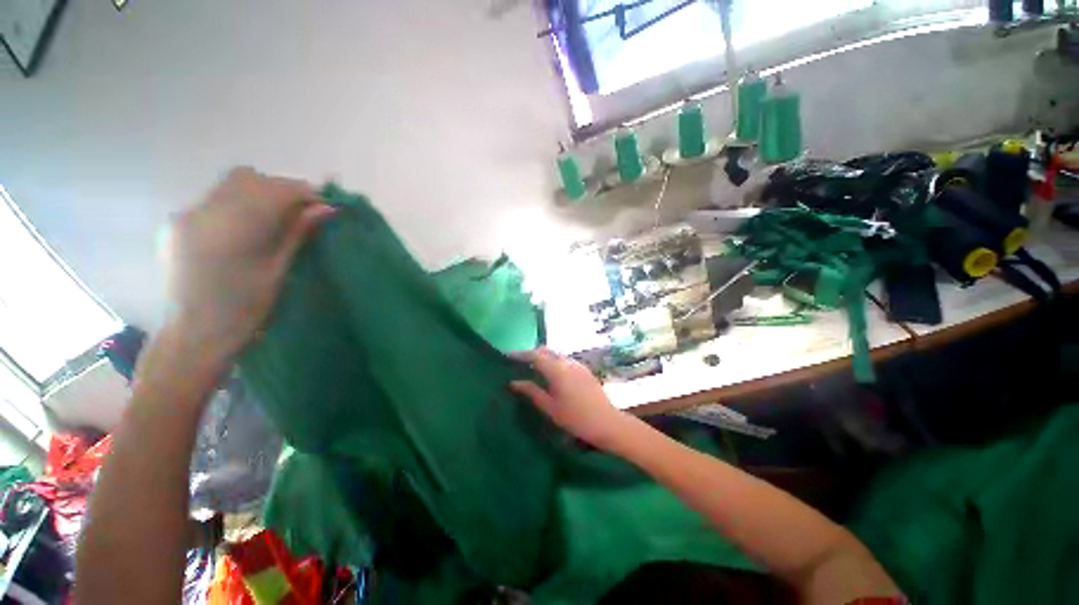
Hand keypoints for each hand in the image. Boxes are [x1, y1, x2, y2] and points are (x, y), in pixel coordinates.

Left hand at [165, 167, 334, 360]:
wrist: (193, 337)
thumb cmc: (244, 311)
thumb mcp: (278, 271)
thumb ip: (298, 233)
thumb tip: (326, 208)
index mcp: (230, 229)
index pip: (273, 190)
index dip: (304, 193)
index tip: (326, 206)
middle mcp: (202, 212)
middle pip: (249, 179)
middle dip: (282, 190)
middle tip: (304, 213)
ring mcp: (184, 216)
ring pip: (230, 186)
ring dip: (260, 195)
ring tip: (277, 220)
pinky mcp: (176, 224)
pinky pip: (214, 200)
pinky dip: (239, 205)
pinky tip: (248, 229)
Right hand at [509, 347, 634, 450]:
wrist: (606, 422)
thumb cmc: (575, 418)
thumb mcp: (550, 407)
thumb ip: (531, 392)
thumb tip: (514, 382)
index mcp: (557, 370)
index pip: (535, 355)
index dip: (520, 354)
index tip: (507, 356)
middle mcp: (567, 362)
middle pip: (546, 351)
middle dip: (531, 354)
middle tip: (520, 364)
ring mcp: (578, 364)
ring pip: (556, 354)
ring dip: (544, 358)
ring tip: (534, 370)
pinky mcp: (584, 369)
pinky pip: (565, 360)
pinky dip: (554, 362)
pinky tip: (552, 375)